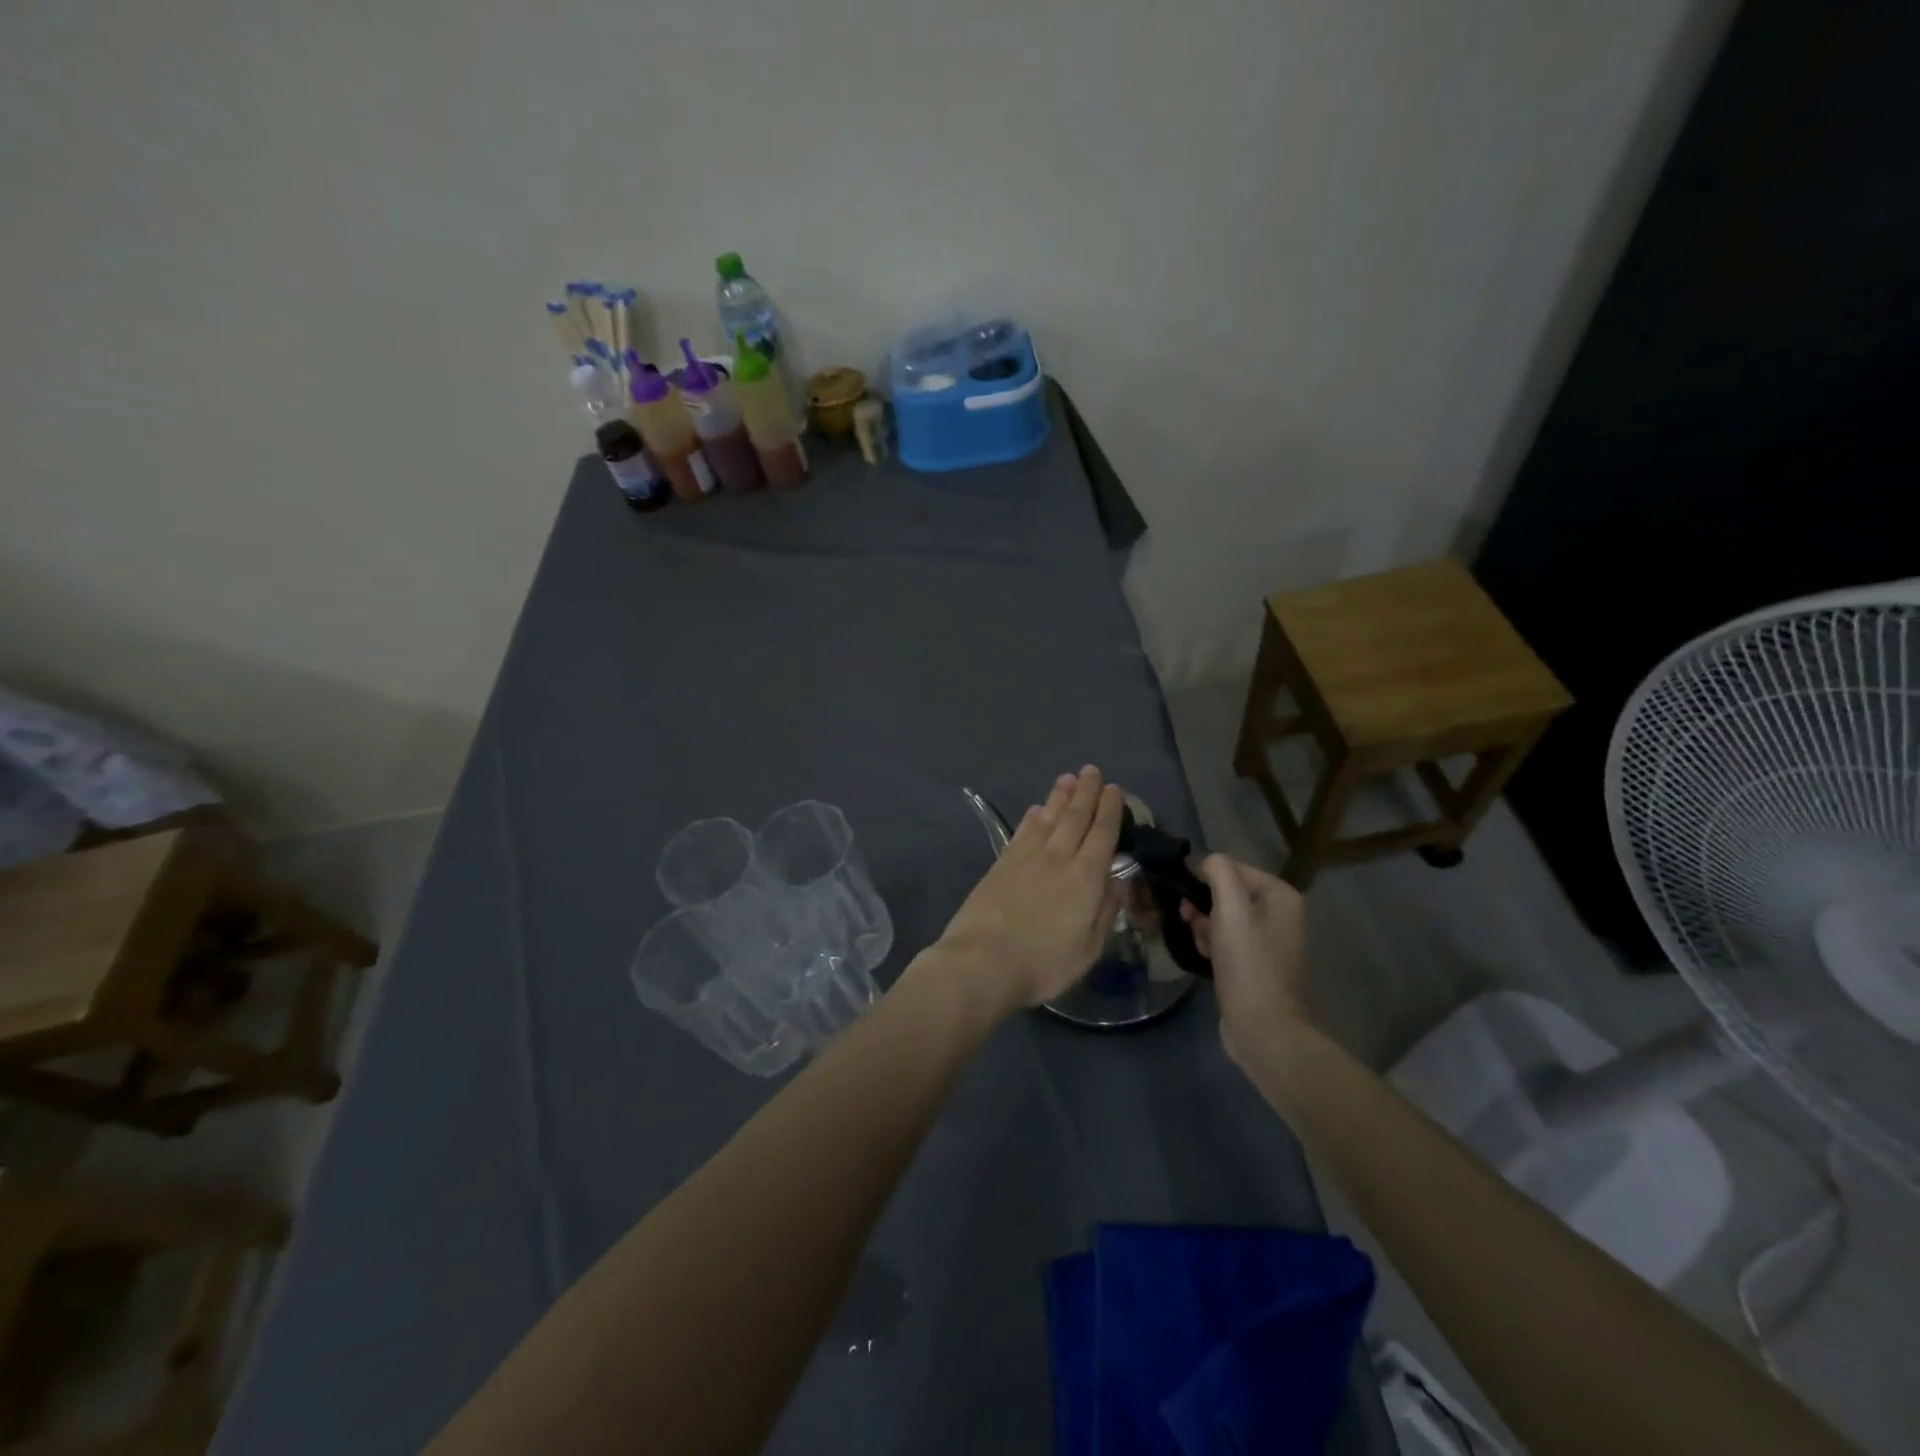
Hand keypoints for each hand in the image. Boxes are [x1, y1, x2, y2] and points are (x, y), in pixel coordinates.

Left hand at [933, 766, 1123, 1014]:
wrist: (982, 962)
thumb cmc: (1043, 964)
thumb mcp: (1088, 948)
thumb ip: (1105, 910)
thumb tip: (1115, 880)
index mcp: (1085, 877)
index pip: (1102, 834)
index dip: (1110, 810)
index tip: (1114, 790)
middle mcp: (1058, 857)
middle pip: (1075, 817)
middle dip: (1086, 792)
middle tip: (1092, 771)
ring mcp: (1026, 858)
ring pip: (1048, 818)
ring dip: (1059, 796)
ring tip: (1067, 778)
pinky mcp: (1001, 863)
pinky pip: (1022, 831)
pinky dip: (1032, 817)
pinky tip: (1036, 809)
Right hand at [1180, 855, 1307, 1061]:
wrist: (1262, 1027)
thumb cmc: (1247, 964)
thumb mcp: (1231, 910)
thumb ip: (1218, 873)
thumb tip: (1204, 860)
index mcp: (1281, 895)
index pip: (1232, 868)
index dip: (1203, 878)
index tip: (1182, 896)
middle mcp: (1280, 913)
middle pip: (1226, 893)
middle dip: (1203, 906)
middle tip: (1189, 921)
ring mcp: (1269, 939)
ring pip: (1222, 917)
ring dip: (1204, 926)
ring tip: (1200, 945)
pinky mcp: (1256, 962)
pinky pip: (1226, 939)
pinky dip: (1212, 944)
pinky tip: (1205, 957)